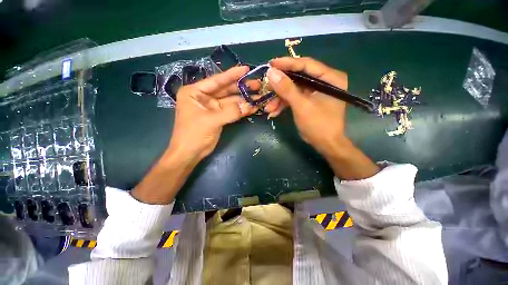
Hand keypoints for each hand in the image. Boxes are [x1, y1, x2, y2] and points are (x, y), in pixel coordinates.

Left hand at [168, 66, 256, 164]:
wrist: (190, 153)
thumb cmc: (193, 134)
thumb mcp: (211, 120)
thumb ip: (231, 112)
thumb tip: (250, 105)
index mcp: (195, 92)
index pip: (217, 80)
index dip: (232, 75)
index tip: (246, 69)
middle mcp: (204, 97)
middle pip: (226, 90)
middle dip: (241, 88)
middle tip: (257, 85)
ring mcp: (212, 107)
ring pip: (231, 101)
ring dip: (244, 99)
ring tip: (258, 96)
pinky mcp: (219, 116)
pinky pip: (232, 110)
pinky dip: (242, 109)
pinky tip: (252, 107)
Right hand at [265, 57, 378, 179]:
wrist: (325, 144)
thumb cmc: (318, 125)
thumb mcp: (301, 106)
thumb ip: (287, 88)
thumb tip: (271, 72)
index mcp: (330, 77)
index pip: (306, 64)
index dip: (287, 64)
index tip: (270, 64)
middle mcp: (324, 81)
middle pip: (298, 76)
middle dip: (280, 85)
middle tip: (265, 86)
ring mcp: (315, 91)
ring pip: (293, 89)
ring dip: (279, 98)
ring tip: (268, 107)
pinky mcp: (309, 100)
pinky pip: (294, 98)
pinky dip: (284, 104)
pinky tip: (274, 111)